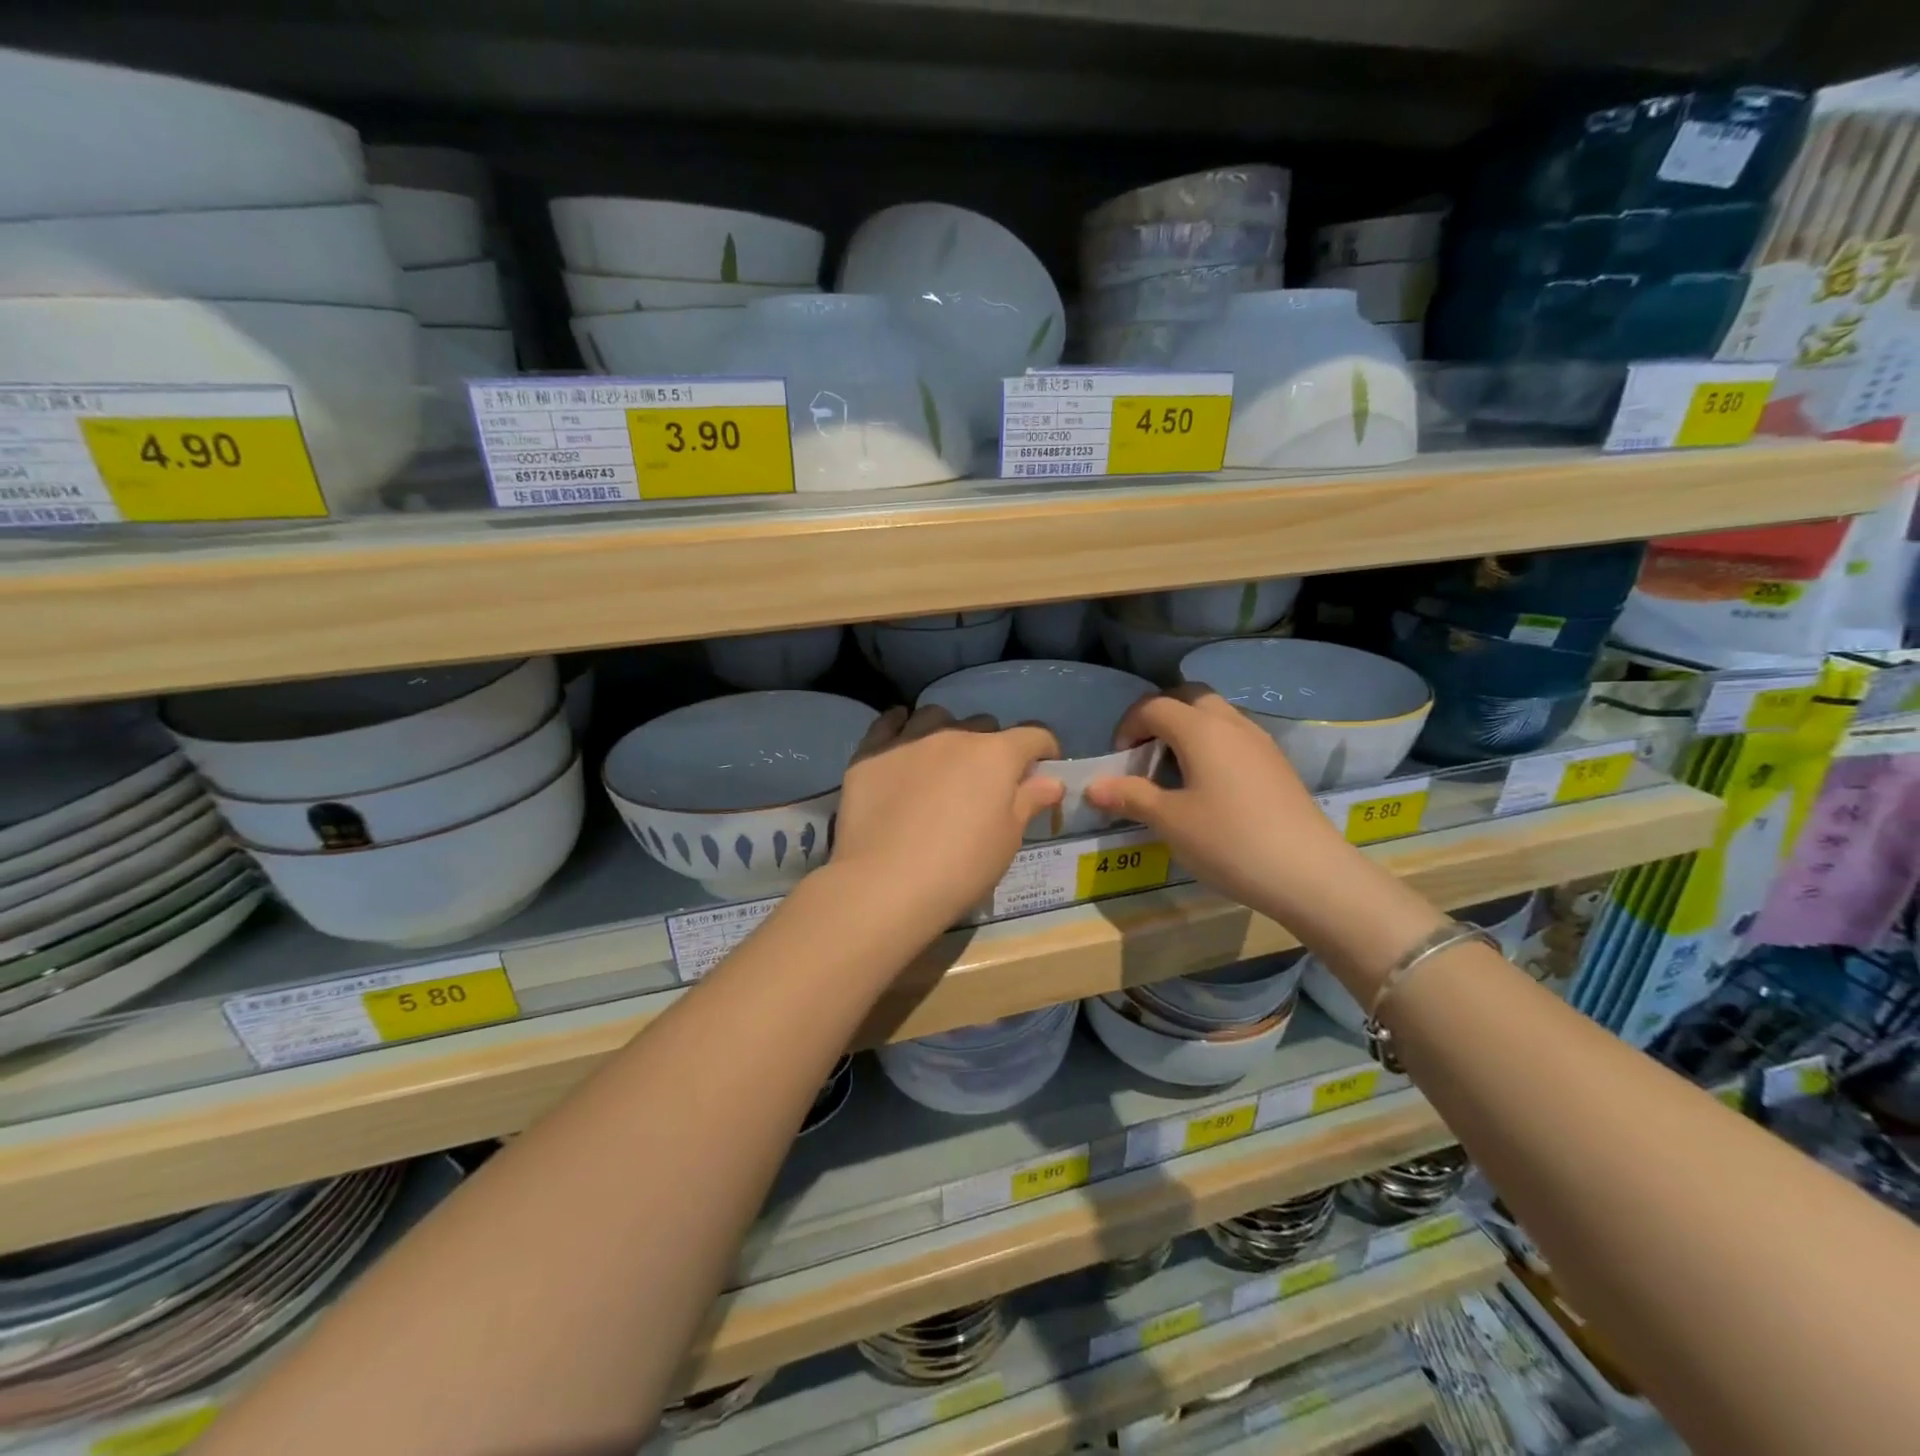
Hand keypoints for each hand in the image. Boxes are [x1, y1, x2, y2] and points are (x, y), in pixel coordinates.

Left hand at [829, 706, 1063, 935]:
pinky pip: (889, 723)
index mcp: (996, 754)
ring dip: (948, 731)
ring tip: (942, 760)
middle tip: (985, 781)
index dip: (1045, 750)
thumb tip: (1052, 780)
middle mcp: (954, 735)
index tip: (1043, 770)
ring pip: (936, 717)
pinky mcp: (870, 754)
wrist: (885, 884)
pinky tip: (901, 739)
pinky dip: (900, 726)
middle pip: (984, 724)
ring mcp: (909, 740)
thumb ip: (1029, 801)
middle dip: (992, 746)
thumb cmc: (960, 867)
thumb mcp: (1007, 840)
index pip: (1034, 735)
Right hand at [1085, 686, 1350, 921]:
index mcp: (1201, 729)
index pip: (1154, 706)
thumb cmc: (1229, 841)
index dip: (1128, 726)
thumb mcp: (1170, 821)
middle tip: (1145, 754)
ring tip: (1174, 773)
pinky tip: (1209, 789)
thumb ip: (1130, 797)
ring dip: (1188, 731)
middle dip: (1160, 717)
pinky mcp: (1277, 765)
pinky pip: (1236, 738)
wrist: (1310, 874)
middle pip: (1189, 697)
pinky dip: (1212, 747)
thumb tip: (1092, 786)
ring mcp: (1261, 743)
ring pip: (1217, 716)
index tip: (1119, 761)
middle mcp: (1232, 724)